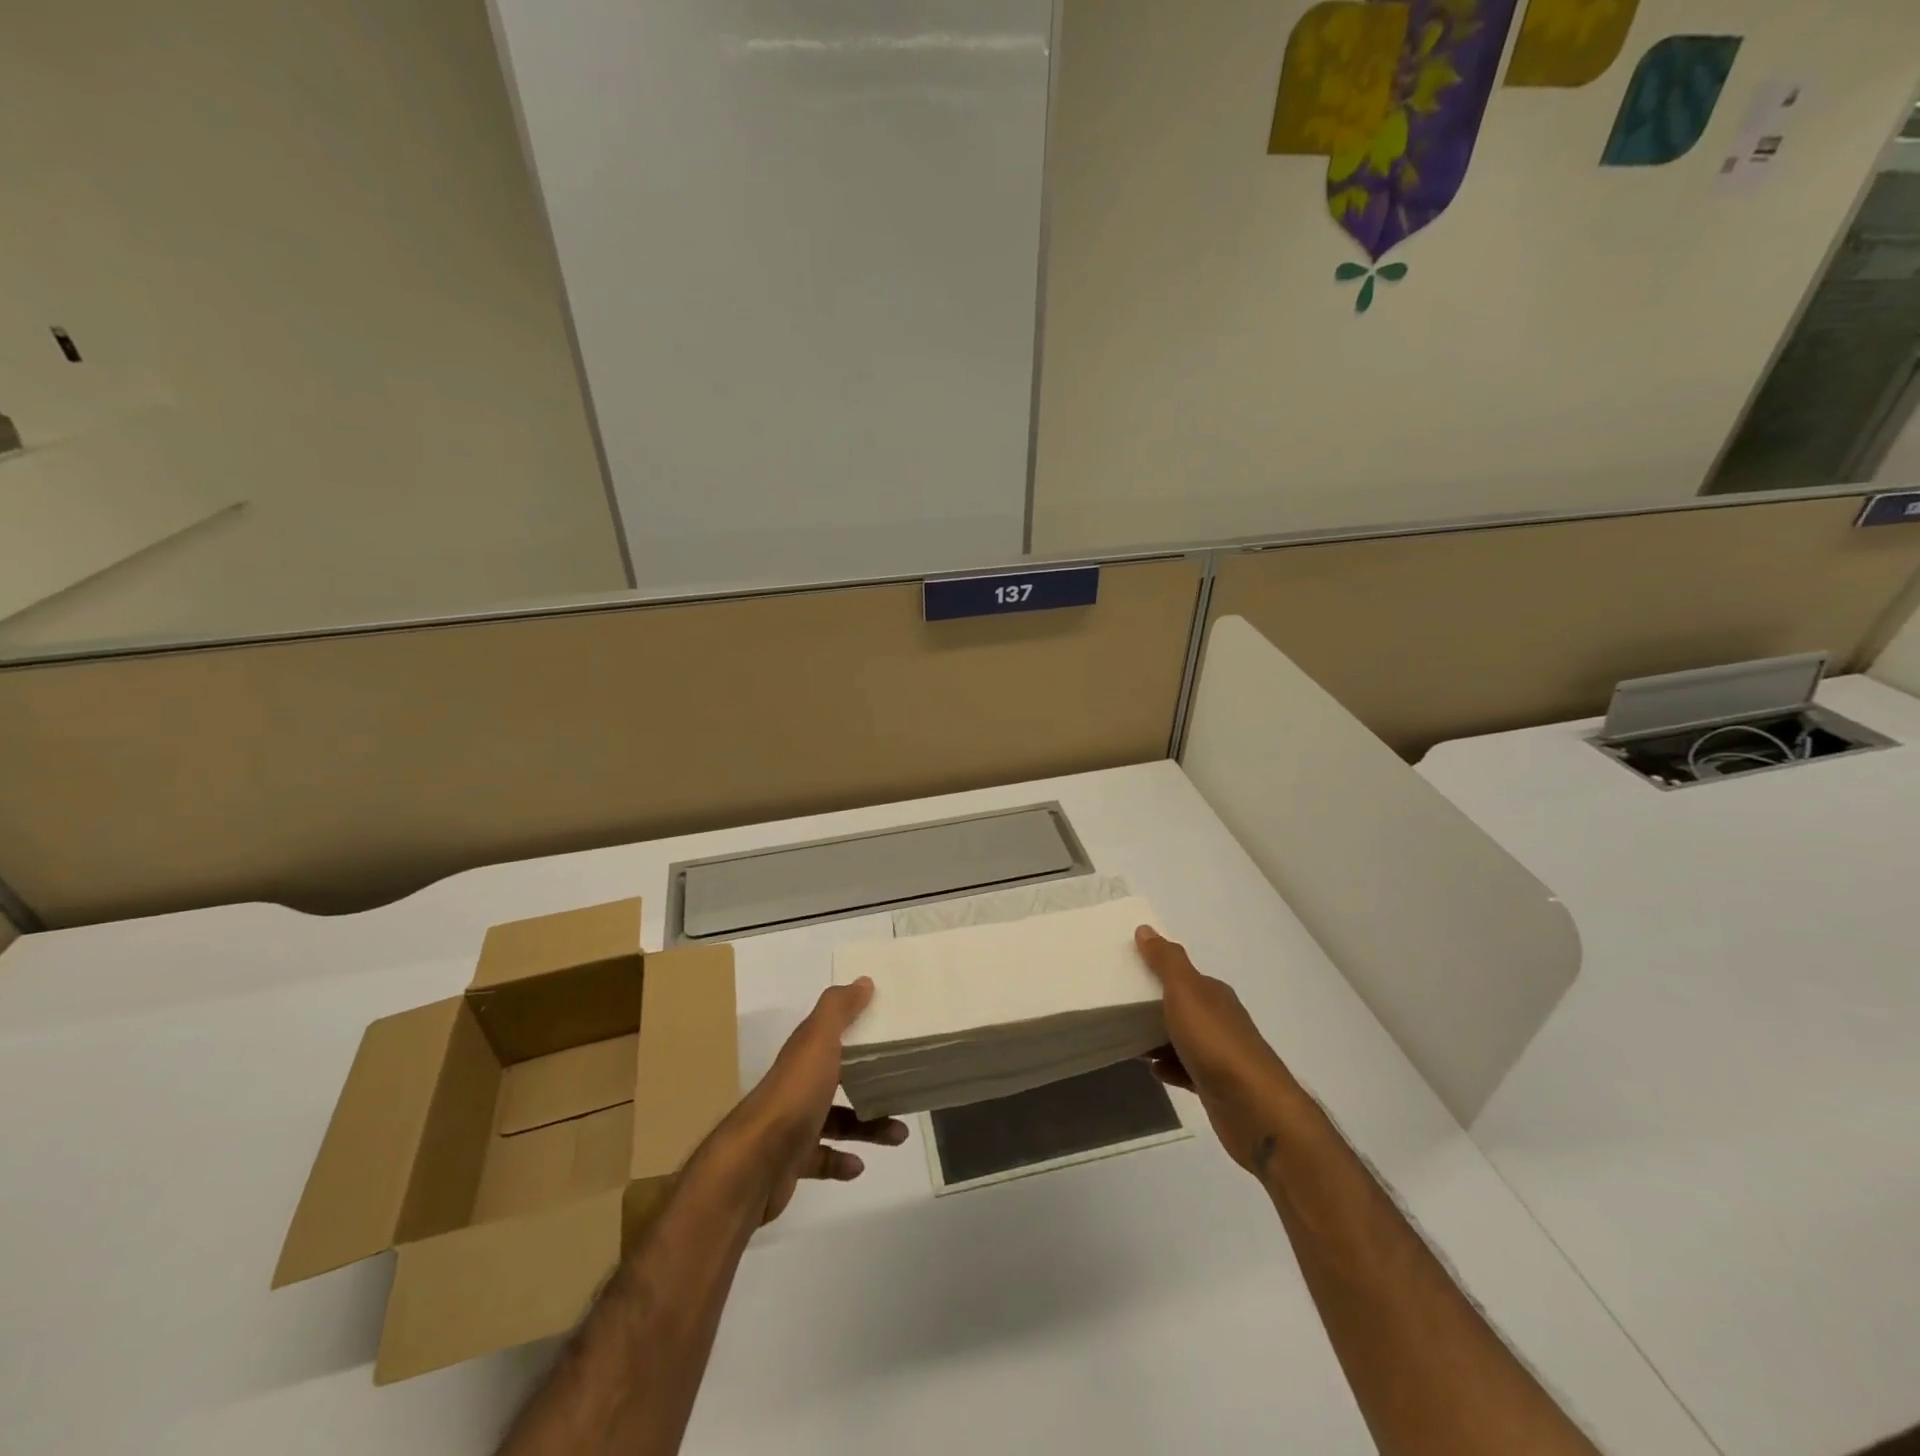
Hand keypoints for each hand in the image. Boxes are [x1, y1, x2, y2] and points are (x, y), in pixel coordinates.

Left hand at [722, 977, 908, 1223]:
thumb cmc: (794, 1095)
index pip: (830, 1035)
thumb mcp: (819, 1041)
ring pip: (836, 1121)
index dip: (856, 1028)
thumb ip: (839, 1009)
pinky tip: (859, 1165)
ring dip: (867, 1127)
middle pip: (837, 1078)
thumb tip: (863, 981)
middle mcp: (797, 1086)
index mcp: (804, 1055)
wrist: (754, 1164)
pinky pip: (822, 1158)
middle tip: (901, 1087)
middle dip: (869, 1083)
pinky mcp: (791, 1162)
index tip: (888, 1029)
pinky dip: (841, 1160)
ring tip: (899, 1134)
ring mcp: (792, 1125)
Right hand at [1135, 926, 1301, 1177]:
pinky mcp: (1216, 1086)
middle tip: (1120, 1005)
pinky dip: (1168, 1067)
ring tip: (1128, 1038)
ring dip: (1158, 1038)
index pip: (1184, 975)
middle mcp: (1220, 1020)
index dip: (1158, 971)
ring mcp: (1220, 1055)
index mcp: (1214, 994)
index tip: (1128, 971)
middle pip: (1183, 1006)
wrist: (1254, 1108)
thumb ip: (1166, 961)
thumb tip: (1146, 929)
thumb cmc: (1215, 1042)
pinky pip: (1186, 1070)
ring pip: (1183, 1039)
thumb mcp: (1185, 992)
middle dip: (1155, 1005)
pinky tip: (1152, 1070)